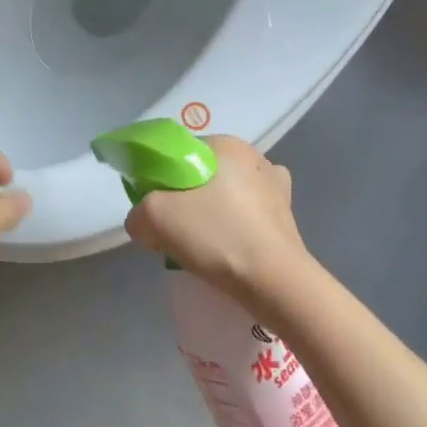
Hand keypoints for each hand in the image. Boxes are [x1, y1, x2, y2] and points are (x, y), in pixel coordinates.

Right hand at [124, 135, 310, 307]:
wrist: (276, 283)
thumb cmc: (217, 236)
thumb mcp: (155, 218)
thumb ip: (138, 212)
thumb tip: (144, 221)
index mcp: (225, 144)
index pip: (181, 152)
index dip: (162, 178)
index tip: (156, 206)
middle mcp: (255, 155)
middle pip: (205, 173)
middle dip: (188, 196)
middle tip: (177, 228)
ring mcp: (277, 186)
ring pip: (229, 193)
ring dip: (215, 211)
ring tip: (205, 244)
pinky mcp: (288, 216)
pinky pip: (250, 214)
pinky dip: (238, 225)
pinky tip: (231, 246)